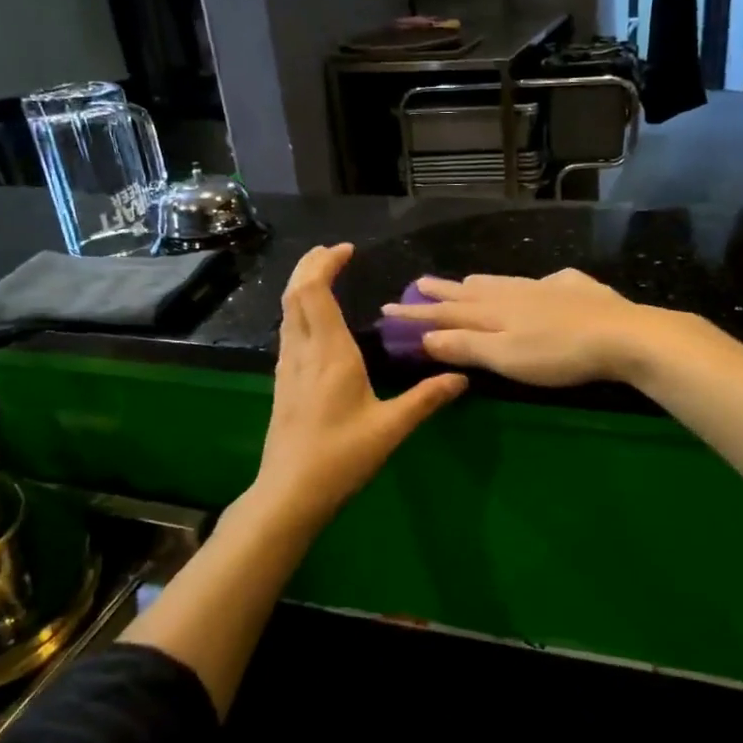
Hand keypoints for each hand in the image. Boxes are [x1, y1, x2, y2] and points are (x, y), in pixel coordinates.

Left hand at [252, 244, 466, 529]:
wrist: (290, 493)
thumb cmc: (341, 458)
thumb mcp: (390, 428)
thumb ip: (426, 399)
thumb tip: (460, 377)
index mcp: (329, 354)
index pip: (315, 292)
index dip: (326, 264)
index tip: (347, 250)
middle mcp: (303, 352)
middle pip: (294, 294)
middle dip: (310, 265)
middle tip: (333, 252)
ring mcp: (287, 368)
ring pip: (286, 312)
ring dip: (301, 286)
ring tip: (323, 275)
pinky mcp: (282, 384)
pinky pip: (287, 332)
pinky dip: (299, 311)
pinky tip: (314, 322)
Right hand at [380, 269, 660, 387]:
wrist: (622, 335)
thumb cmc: (558, 354)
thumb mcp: (505, 356)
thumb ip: (465, 346)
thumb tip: (425, 337)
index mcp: (494, 312)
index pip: (445, 312)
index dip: (416, 314)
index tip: (387, 309)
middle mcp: (514, 293)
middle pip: (471, 291)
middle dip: (442, 291)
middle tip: (419, 283)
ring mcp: (546, 287)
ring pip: (503, 282)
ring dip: (479, 284)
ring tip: (466, 281)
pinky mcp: (576, 289)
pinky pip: (543, 282)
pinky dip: (529, 284)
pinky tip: (541, 284)